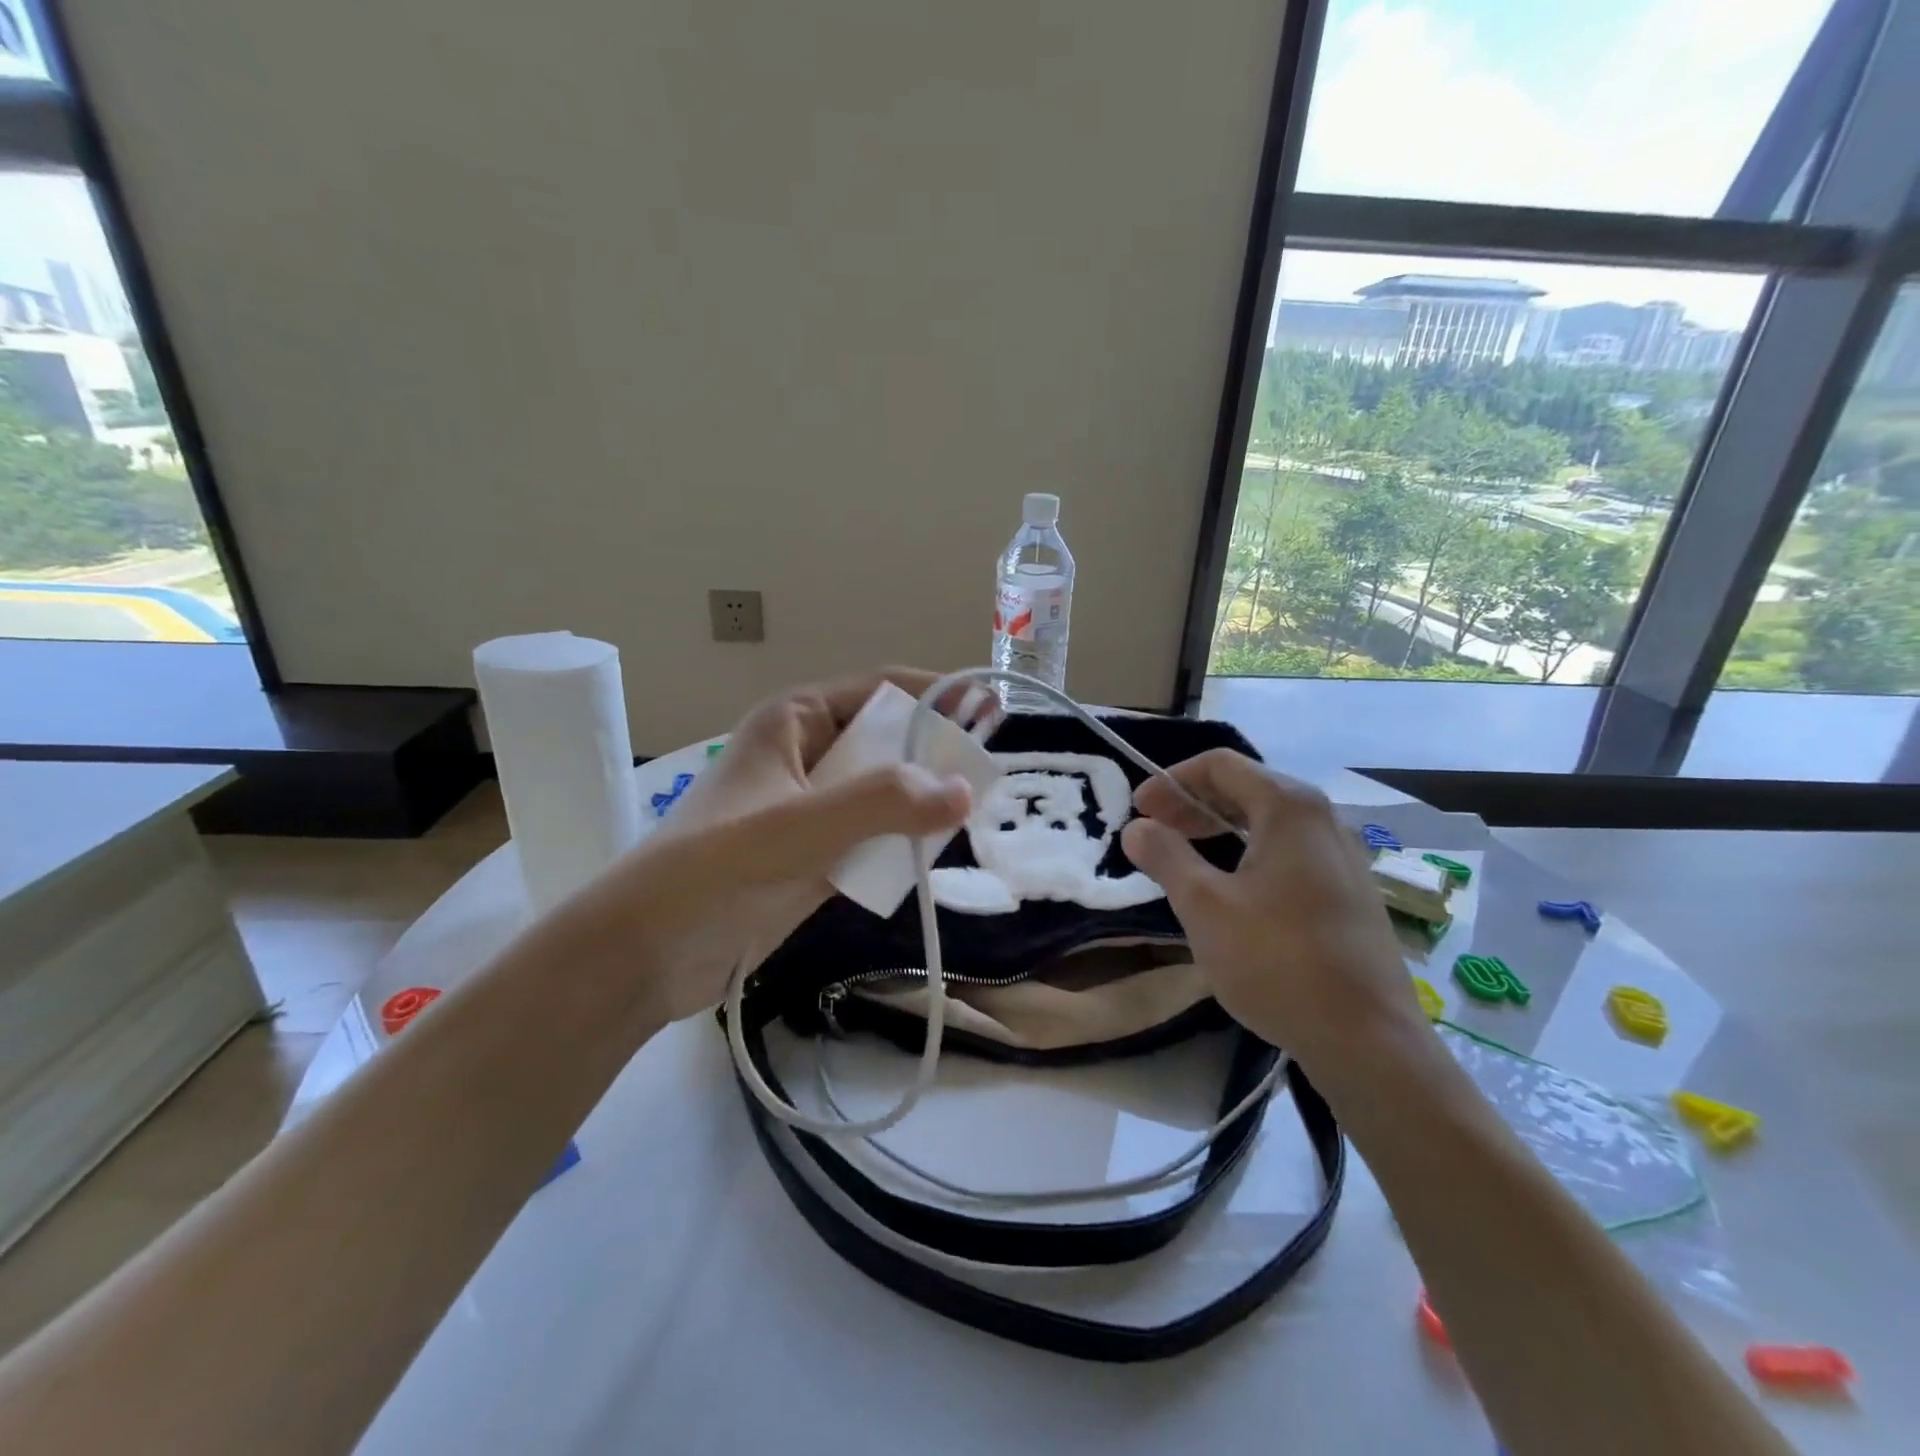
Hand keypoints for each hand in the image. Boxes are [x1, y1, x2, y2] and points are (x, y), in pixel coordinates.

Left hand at [569, 668, 973, 1023]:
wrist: (645, 953)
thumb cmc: (714, 867)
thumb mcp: (801, 825)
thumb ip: (883, 804)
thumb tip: (965, 791)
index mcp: (794, 721)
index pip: (880, 691)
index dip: (935, 697)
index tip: (991, 711)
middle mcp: (805, 756)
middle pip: (887, 743)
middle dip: (934, 757)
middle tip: (988, 778)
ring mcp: (808, 809)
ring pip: (883, 795)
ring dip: (921, 806)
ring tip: (972, 818)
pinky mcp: (812, 857)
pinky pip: (871, 838)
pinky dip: (900, 845)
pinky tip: (931, 858)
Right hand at [1119, 749, 1425, 1074]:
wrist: (1368, 1040)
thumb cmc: (1278, 961)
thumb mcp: (1205, 906)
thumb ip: (1166, 856)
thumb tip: (1137, 827)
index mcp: (1289, 808)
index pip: (1221, 765)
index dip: (1171, 780)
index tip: (1138, 809)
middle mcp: (1322, 819)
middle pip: (1246, 789)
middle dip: (1192, 804)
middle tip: (1153, 832)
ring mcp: (1342, 856)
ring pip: (1267, 823)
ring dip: (1218, 830)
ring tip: (1183, 859)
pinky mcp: (1348, 891)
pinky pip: (1288, 852)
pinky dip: (1248, 854)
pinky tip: (1229, 890)